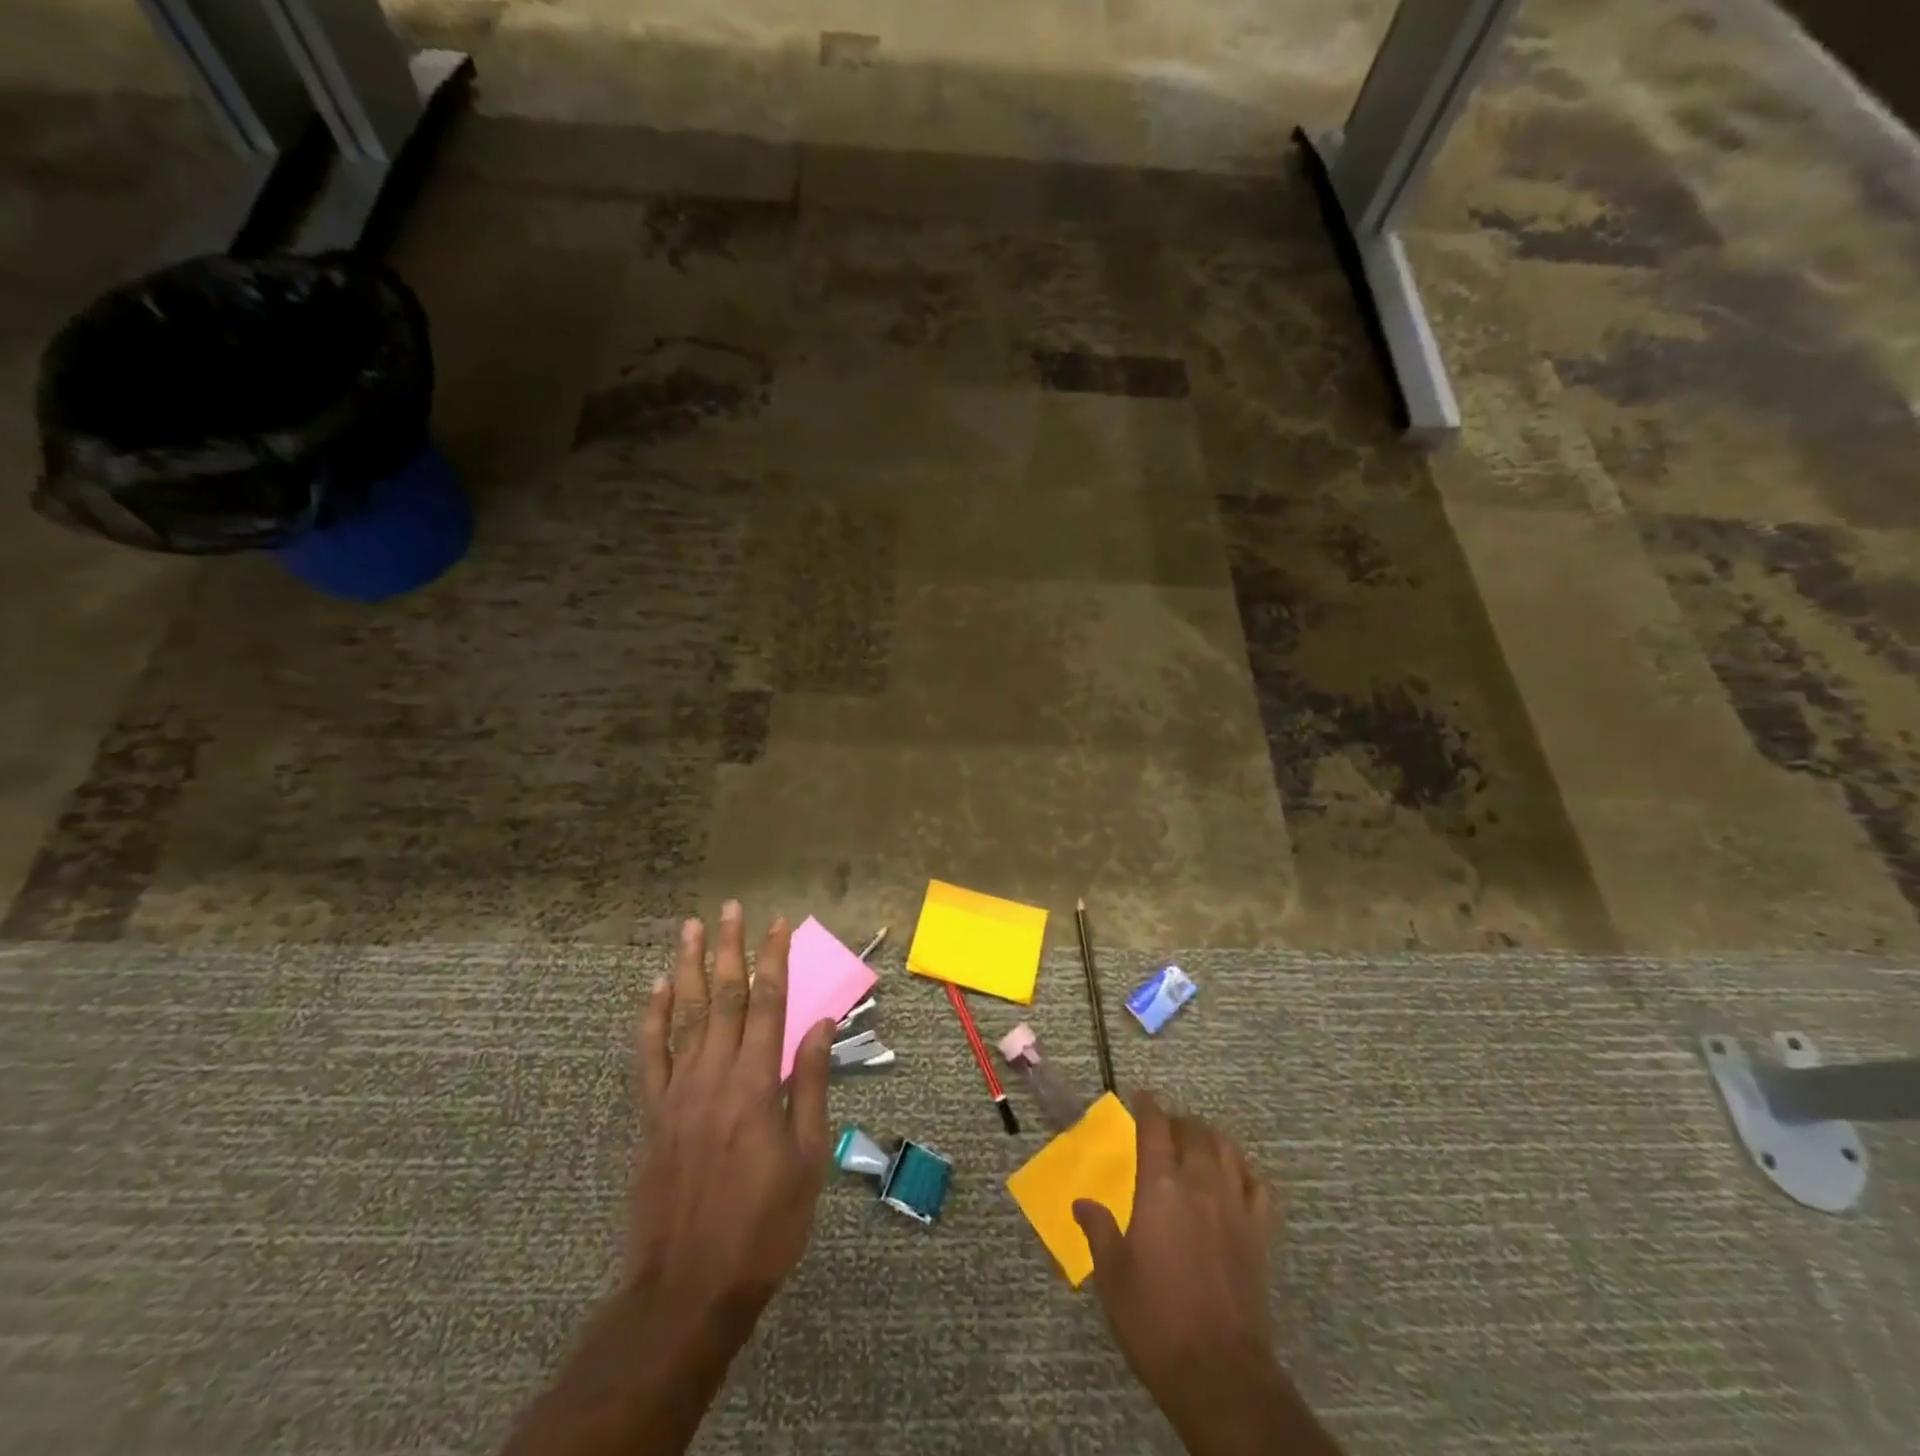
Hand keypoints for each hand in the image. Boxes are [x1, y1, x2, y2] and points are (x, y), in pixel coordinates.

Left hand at [499, 903, 836, 1455]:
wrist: (688, 1286)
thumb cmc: (763, 1224)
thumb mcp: (807, 1158)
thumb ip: (810, 1085)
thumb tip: (820, 1025)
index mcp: (757, 1083)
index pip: (769, 1003)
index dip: (774, 960)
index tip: (779, 925)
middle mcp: (715, 1074)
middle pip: (723, 996)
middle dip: (729, 948)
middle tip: (731, 908)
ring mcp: (677, 1091)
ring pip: (683, 1014)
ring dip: (688, 967)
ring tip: (690, 928)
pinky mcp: (651, 1113)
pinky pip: (648, 1053)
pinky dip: (651, 1016)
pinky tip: (655, 988)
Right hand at [1075, 1093, 1337, 1455]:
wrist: (1219, 1373)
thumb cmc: (1155, 1320)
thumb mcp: (1112, 1276)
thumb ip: (1098, 1230)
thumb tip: (1081, 1203)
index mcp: (1160, 1188)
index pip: (1155, 1128)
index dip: (1148, 1106)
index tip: (1141, 1095)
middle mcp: (1200, 1185)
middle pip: (1195, 1132)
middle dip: (1179, 1120)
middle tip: (1166, 1125)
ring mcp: (1235, 1207)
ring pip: (1227, 1150)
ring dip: (1210, 1136)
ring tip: (1198, 1140)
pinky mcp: (1259, 1234)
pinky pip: (1258, 1185)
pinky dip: (1245, 1170)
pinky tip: (1236, 1176)